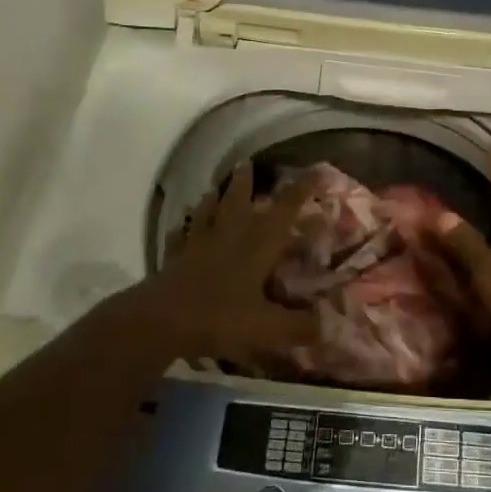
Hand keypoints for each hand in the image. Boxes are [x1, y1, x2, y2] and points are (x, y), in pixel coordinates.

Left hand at [136, 161, 319, 365]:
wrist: (162, 321)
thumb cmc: (220, 317)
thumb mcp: (268, 328)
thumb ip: (299, 327)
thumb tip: (329, 325)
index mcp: (257, 244)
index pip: (285, 209)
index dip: (302, 189)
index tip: (316, 170)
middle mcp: (229, 235)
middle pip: (237, 200)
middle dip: (244, 181)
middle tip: (246, 163)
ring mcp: (197, 244)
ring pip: (206, 212)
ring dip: (212, 199)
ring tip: (213, 189)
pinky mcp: (174, 258)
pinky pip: (179, 237)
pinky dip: (181, 229)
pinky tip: (180, 228)